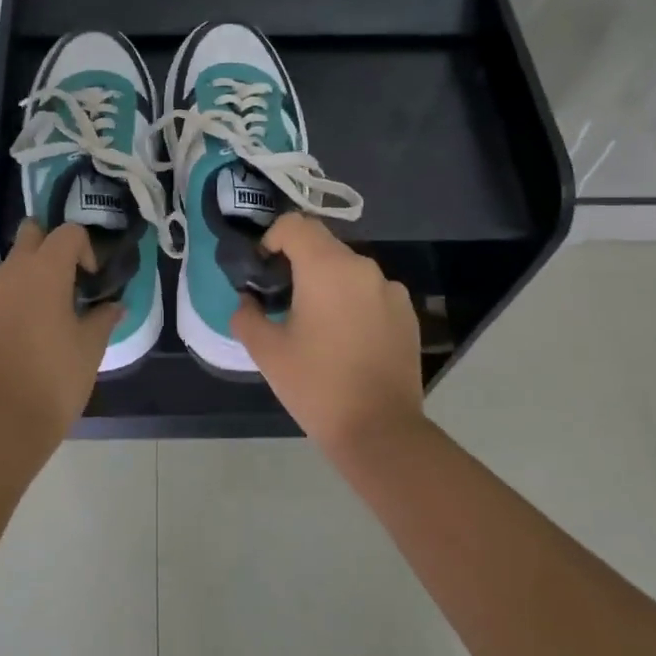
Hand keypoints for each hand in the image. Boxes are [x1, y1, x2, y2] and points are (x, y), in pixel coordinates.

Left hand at [0, 221, 119, 437]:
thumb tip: (114, 306)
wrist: (2, 422)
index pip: (67, 233)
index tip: (90, 280)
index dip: (84, 249)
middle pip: (29, 235)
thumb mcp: (91, 348)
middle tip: (64, 283)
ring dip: (26, 282)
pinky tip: (17, 342)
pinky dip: (6, 307)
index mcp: (44, 271)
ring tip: (41, 321)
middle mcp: (9, 273)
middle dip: (48, 248)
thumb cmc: (55, 378)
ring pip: (8, 270)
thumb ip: (104, 318)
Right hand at [231, 213, 424, 453]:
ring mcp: (391, 290)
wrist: (380, 431)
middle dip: (297, 262)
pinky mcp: (407, 313)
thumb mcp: (266, 351)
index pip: (295, 225)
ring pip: (348, 269)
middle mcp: (363, 267)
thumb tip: (249, 301)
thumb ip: (247, 315)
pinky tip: (346, 339)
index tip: (262, 270)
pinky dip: (352, 301)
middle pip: (323, 244)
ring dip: (327, 282)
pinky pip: (371, 292)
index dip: (272, 239)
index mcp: (327, 267)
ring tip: (315, 323)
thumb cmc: (316, 385)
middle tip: (282, 299)